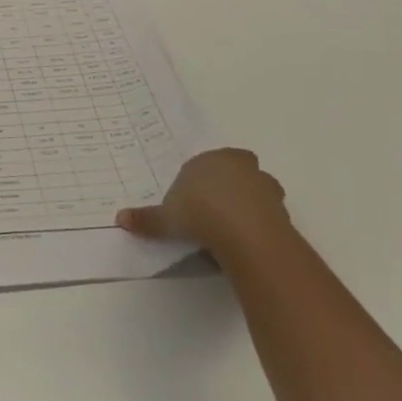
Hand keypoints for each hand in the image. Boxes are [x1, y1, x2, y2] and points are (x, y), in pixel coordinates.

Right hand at [117, 147, 291, 262]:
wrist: (245, 233)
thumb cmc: (200, 214)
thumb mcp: (167, 219)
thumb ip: (146, 219)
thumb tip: (119, 219)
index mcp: (209, 160)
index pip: (202, 164)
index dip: (196, 183)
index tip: (190, 204)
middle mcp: (239, 165)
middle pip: (234, 170)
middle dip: (227, 186)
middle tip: (213, 211)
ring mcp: (264, 185)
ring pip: (255, 189)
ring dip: (247, 203)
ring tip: (230, 229)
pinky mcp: (282, 208)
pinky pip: (267, 212)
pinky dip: (259, 222)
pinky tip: (245, 240)